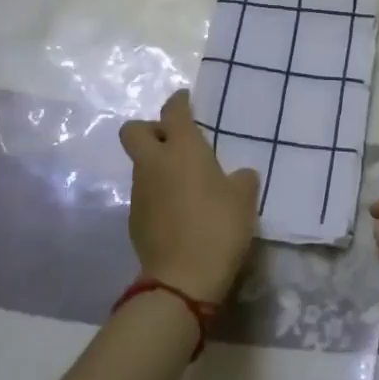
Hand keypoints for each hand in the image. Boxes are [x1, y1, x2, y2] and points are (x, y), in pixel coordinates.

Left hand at [119, 90, 258, 304]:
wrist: (182, 279)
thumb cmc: (218, 226)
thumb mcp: (244, 198)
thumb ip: (242, 179)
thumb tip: (238, 176)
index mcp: (182, 149)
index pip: (173, 111)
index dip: (179, 101)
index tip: (187, 100)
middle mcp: (154, 163)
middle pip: (134, 130)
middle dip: (150, 129)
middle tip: (174, 140)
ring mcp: (140, 192)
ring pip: (141, 164)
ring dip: (157, 165)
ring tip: (185, 182)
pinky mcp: (135, 219)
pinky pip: (145, 193)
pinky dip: (158, 193)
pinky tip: (179, 210)